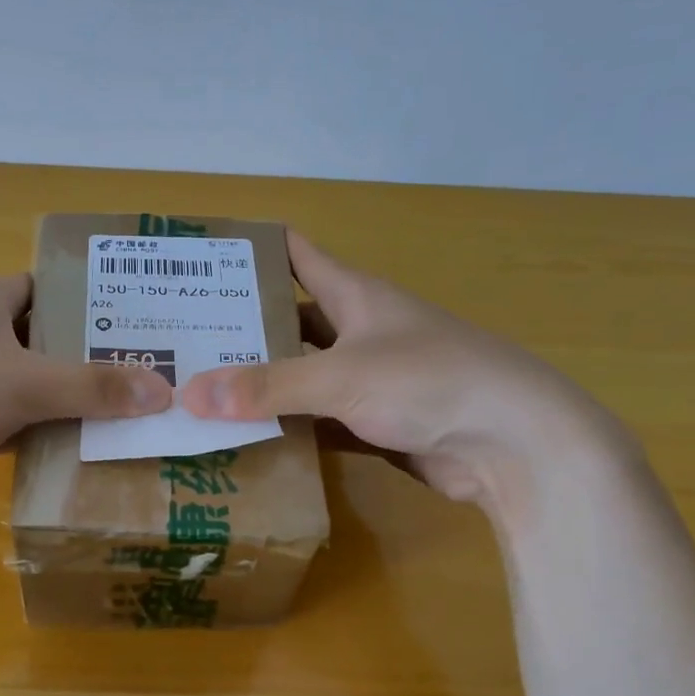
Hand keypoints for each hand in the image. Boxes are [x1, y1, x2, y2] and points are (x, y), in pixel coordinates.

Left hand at [0, 274, 171, 514]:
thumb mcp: (27, 383)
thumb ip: (95, 388)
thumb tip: (165, 391)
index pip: (50, 290)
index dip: (92, 306)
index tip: (136, 331)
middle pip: (40, 340)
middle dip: (84, 361)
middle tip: (139, 382)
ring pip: (20, 385)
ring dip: (58, 403)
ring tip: (116, 420)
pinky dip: (28, 433)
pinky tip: (65, 453)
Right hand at [181, 232, 633, 510]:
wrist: (514, 445)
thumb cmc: (430, 382)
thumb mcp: (342, 376)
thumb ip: (267, 387)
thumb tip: (188, 395)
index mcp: (355, 295)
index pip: (294, 254)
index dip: (250, 250)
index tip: (199, 259)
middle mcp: (359, 330)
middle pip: (290, 319)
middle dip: (241, 328)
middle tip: (180, 339)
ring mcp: (369, 378)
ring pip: (301, 374)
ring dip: (261, 384)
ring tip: (200, 391)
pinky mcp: (375, 423)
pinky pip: (318, 419)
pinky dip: (287, 427)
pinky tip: (246, 437)